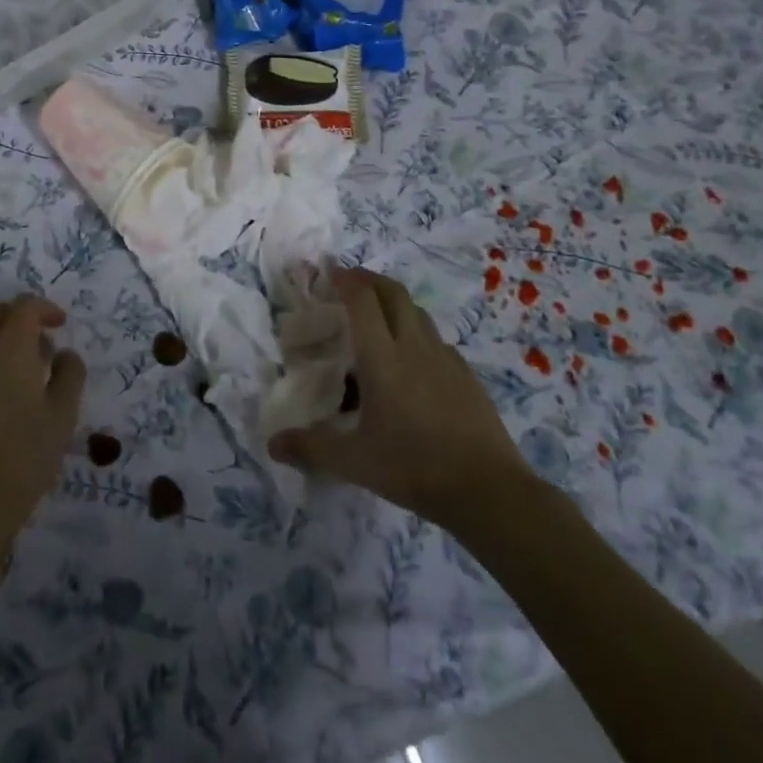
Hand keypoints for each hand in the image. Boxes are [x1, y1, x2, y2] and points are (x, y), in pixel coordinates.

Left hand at [0, 295, 86, 544]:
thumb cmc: (27, 454)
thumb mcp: (64, 413)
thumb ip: (70, 374)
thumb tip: (64, 353)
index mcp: (11, 348)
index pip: (24, 305)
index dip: (45, 307)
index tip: (61, 325)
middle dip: (15, 313)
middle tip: (38, 338)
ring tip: (22, 366)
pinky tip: (4, 395)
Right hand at [268, 268, 532, 526]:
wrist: (489, 490)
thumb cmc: (414, 467)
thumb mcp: (355, 462)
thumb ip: (312, 448)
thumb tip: (272, 444)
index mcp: (382, 357)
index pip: (362, 300)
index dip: (345, 279)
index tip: (329, 271)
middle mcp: (413, 346)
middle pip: (393, 292)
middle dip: (369, 279)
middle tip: (350, 282)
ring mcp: (445, 358)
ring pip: (418, 311)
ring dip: (395, 301)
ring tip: (379, 313)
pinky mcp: (466, 375)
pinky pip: (437, 339)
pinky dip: (418, 331)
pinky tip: (414, 357)